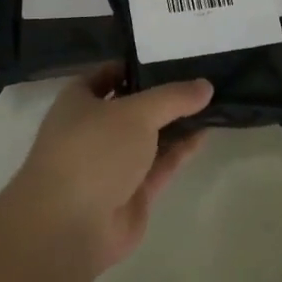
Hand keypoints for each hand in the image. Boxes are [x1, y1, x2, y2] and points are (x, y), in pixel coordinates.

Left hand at [11, 65, 213, 273]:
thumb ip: (173, 97)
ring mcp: (112, 165)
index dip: (135, 65)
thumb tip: (205, 85)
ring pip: (149, 138)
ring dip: (175, 123)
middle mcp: (93, 130)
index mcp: (78, 102)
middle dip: (162, 95)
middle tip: (200, 76)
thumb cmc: (93, 151)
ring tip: (211, 102)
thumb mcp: (135, 112)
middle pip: (132, 106)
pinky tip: (205, 133)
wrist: (70, 227)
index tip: (170, 55)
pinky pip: (160, 165)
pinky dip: (180, 150)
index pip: (106, 74)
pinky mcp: (131, 194)